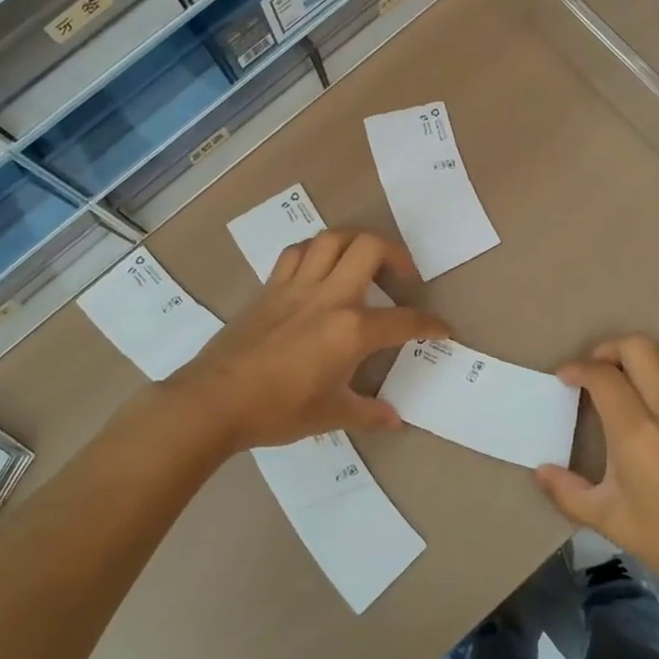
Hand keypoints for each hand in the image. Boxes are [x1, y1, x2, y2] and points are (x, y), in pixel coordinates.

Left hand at [168, 230, 447, 451]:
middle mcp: (329, 297)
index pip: (405, 320)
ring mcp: (296, 286)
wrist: (215, 400)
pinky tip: (318, 270)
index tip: (442, 330)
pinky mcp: (270, 287)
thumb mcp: (330, 415)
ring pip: (332, 239)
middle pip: (371, 248)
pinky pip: (297, 253)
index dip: (430, 324)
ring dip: (355, 243)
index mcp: (352, 330)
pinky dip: (314, 252)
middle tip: (403, 279)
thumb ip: (368, 413)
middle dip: (397, 256)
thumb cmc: (278, 410)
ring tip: (363, 265)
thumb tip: (395, 419)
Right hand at [537, 336, 658, 604]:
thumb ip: (568, 492)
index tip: (564, 379)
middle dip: (608, 350)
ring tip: (631, 377)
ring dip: (646, 355)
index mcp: (635, 431)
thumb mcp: (610, 522)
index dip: (576, 368)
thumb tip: (541, 471)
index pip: (601, 375)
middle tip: (595, 373)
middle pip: (637, 347)